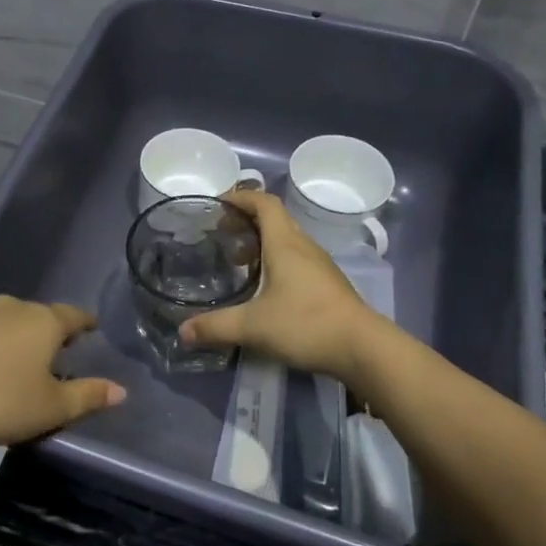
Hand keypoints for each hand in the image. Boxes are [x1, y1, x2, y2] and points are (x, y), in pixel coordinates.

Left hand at [0, 295, 123, 453]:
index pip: (74, 315)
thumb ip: (88, 396)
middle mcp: (14, 307)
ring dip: (19, 337)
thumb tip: (121, 390)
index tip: (93, 328)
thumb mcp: (52, 407)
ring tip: (21, 362)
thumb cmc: (0, 401)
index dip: (86, 323)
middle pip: (41, 316)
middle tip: (59, 353)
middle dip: (51, 332)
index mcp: (44, 321)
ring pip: (10, 321)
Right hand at [181, 190, 383, 379]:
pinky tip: (266, 288)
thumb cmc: (306, 324)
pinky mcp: (328, 284)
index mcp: (285, 243)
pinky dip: (277, 261)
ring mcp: (320, 265)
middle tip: (222, 235)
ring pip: (287, 240)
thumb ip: (216, 327)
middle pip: (275, 218)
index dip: (241, 197)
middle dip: (247, 221)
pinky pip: (297, 259)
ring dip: (262, 242)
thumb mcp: (253, 326)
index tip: (218, 204)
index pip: (264, 203)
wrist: (363, 348)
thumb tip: (182, 332)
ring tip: (239, 263)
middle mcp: (303, 246)